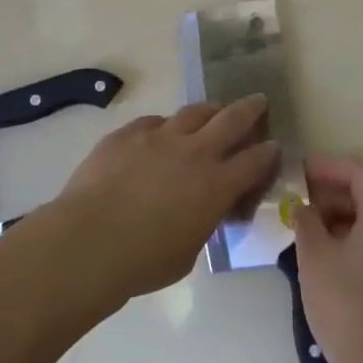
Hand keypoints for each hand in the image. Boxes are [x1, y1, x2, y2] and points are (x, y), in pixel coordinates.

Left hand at [52, 97, 280, 300]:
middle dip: (250, 109)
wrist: (88, 241)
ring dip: (210, 109)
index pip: (255, 161)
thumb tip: (203, 211)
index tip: (274, 146)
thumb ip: (203, 223)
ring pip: (193, 112)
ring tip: (214, 109)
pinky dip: (165, 126)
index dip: (268, 152)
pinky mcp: (127, 134)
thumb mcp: (189, 251)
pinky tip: (161, 132)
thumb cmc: (143, 261)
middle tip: (259, 101)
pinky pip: (153, 122)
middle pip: (231, 120)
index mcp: (216, 185)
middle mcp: (194, 152)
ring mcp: (159, 137)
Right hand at [294, 155, 362, 362]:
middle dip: (333, 192)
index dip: (328, 167)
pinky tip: (329, 253)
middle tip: (299, 201)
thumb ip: (306, 221)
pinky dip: (356, 235)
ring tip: (308, 228)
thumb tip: (303, 207)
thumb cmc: (346, 305)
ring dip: (343, 215)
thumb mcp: (315, 258)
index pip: (360, 173)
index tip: (299, 173)